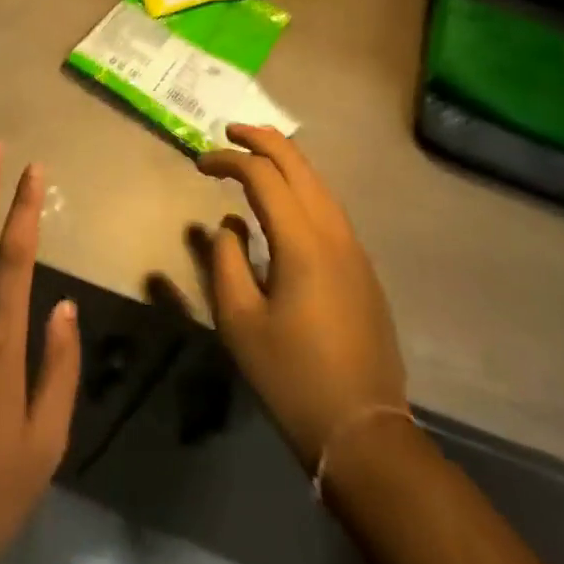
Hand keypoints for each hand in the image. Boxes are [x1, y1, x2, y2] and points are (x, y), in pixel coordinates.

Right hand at [193, 125, 406, 470]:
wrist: (364, 431)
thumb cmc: (292, 377)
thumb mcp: (239, 321)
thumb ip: (226, 261)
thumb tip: (229, 224)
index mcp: (302, 242)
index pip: (262, 175)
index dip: (228, 160)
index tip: (199, 164)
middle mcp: (334, 233)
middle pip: (299, 164)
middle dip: (262, 140)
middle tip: (229, 132)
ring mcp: (355, 249)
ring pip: (319, 182)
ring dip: (285, 160)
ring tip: (254, 154)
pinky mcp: (362, 268)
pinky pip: (329, 207)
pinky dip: (302, 185)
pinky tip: (284, 199)